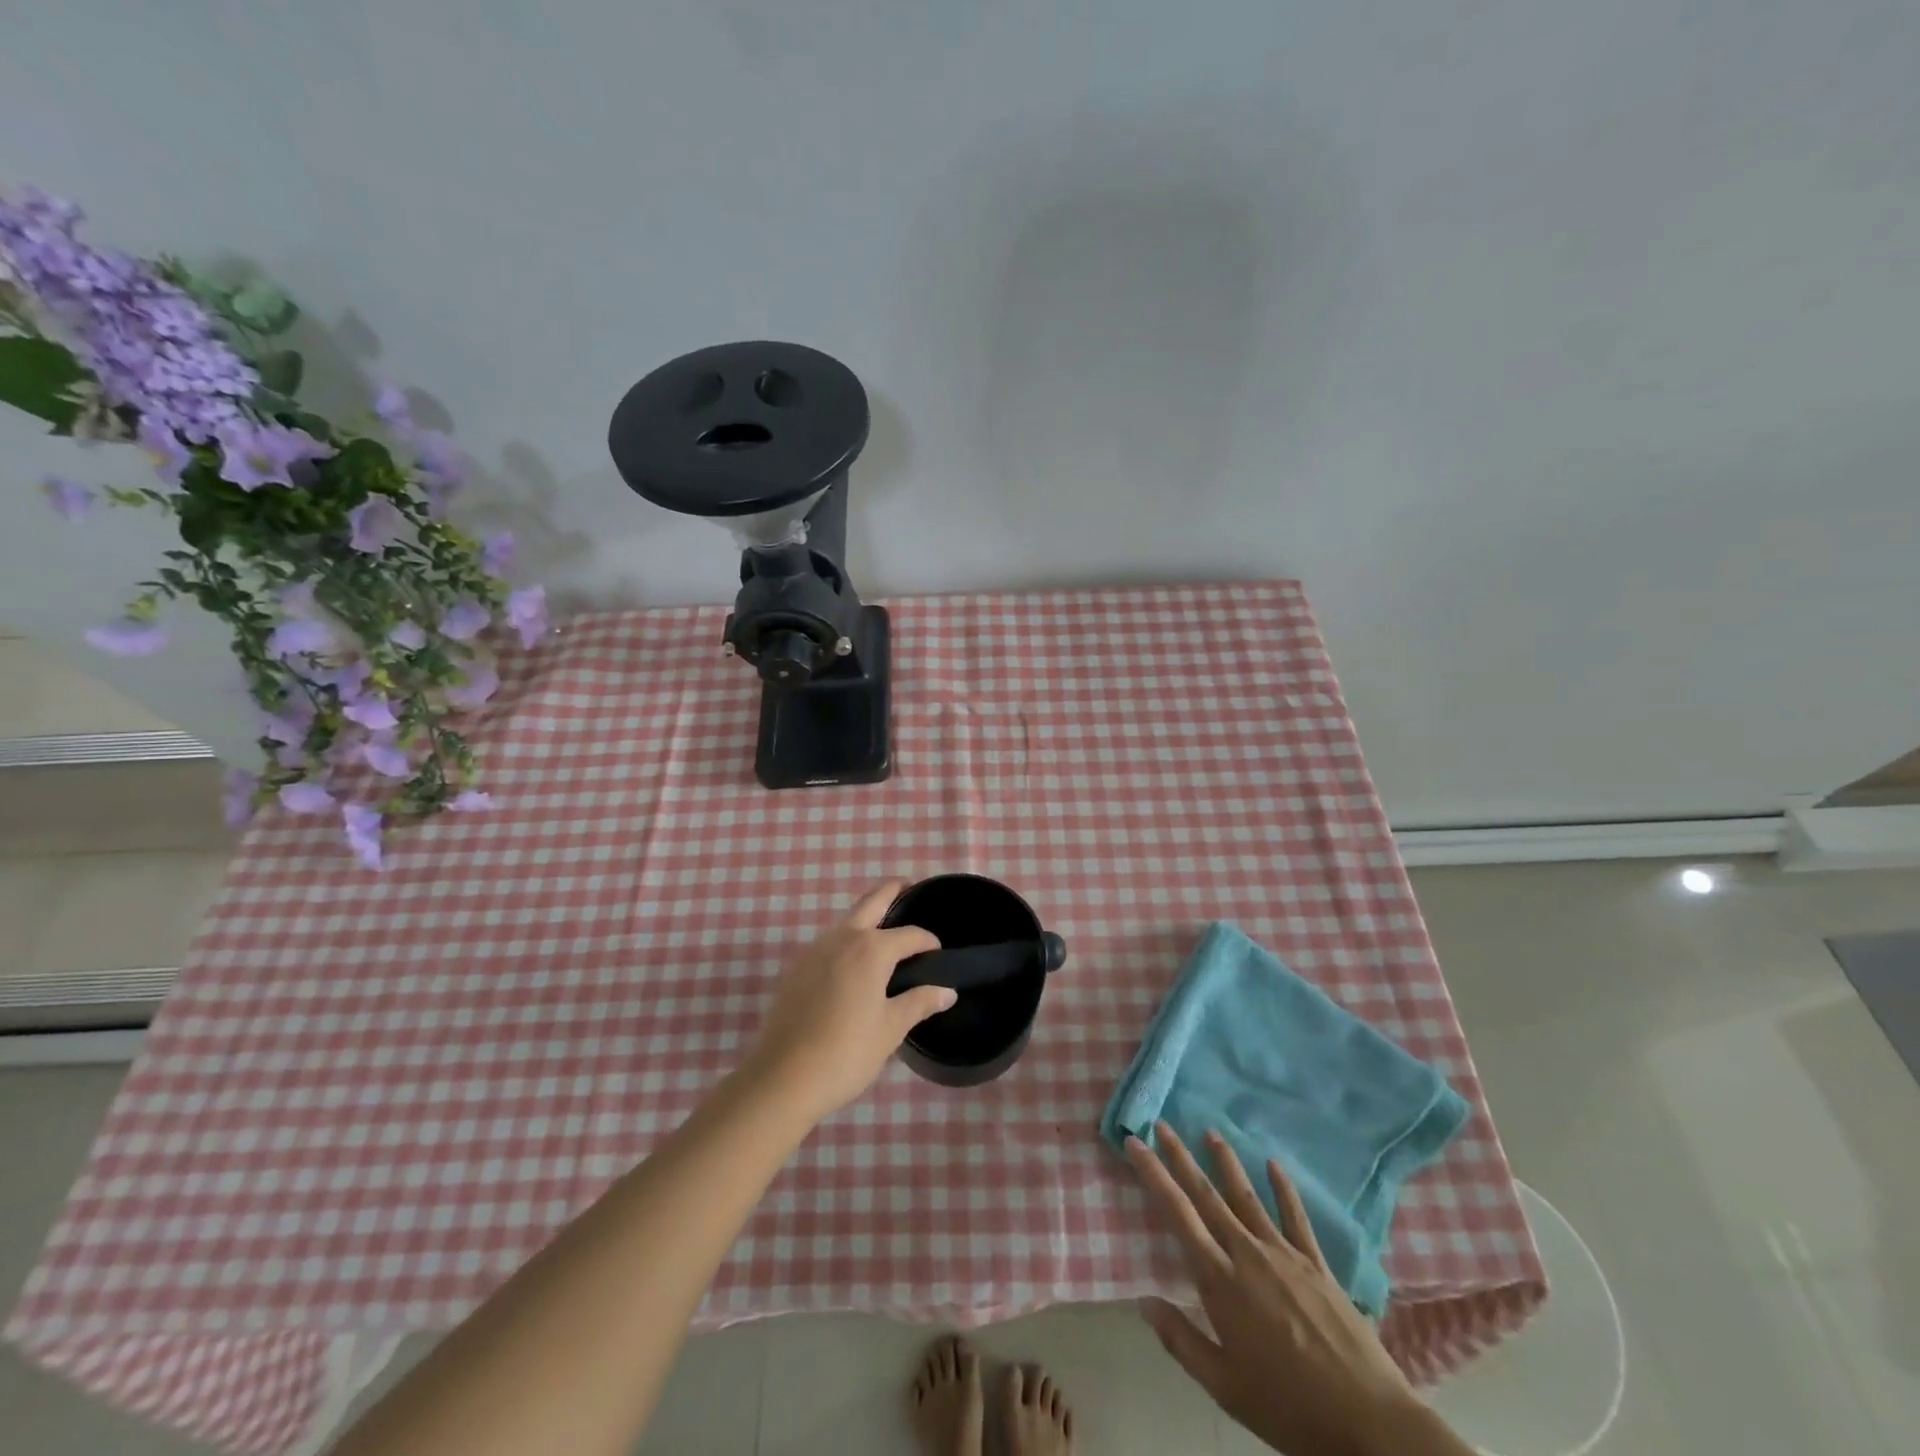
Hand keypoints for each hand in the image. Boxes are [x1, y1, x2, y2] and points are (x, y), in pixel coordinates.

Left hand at [745, 882, 951, 1122]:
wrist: (783, 1077)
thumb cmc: (846, 1052)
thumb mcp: (890, 1029)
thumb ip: (919, 1003)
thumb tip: (947, 991)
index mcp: (871, 949)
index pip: (909, 935)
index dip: (927, 941)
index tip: (938, 953)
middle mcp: (842, 939)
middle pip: (871, 902)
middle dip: (891, 891)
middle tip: (908, 886)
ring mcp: (814, 951)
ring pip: (846, 920)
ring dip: (866, 915)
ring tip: (884, 927)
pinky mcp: (796, 969)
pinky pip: (828, 942)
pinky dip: (846, 938)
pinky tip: (852, 962)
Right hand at [1127, 1124, 1470, 1455]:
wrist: (1369, 1424)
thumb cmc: (1288, 1408)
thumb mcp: (1224, 1387)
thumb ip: (1181, 1340)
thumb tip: (1143, 1301)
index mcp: (1220, 1281)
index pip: (1177, 1214)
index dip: (1153, 1174)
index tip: (1135, 1143)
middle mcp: (1247, 1254)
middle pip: (1207, 1195)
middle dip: (1181, 1157)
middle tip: (1162, 1125)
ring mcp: (1284, 1254)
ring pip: (1247, 1196)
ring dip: (1226, 1162)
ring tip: (1211, 1133)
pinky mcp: (1317, 1264)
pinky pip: (1296, 1217)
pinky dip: (1283, 1188)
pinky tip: (1274, 1165)